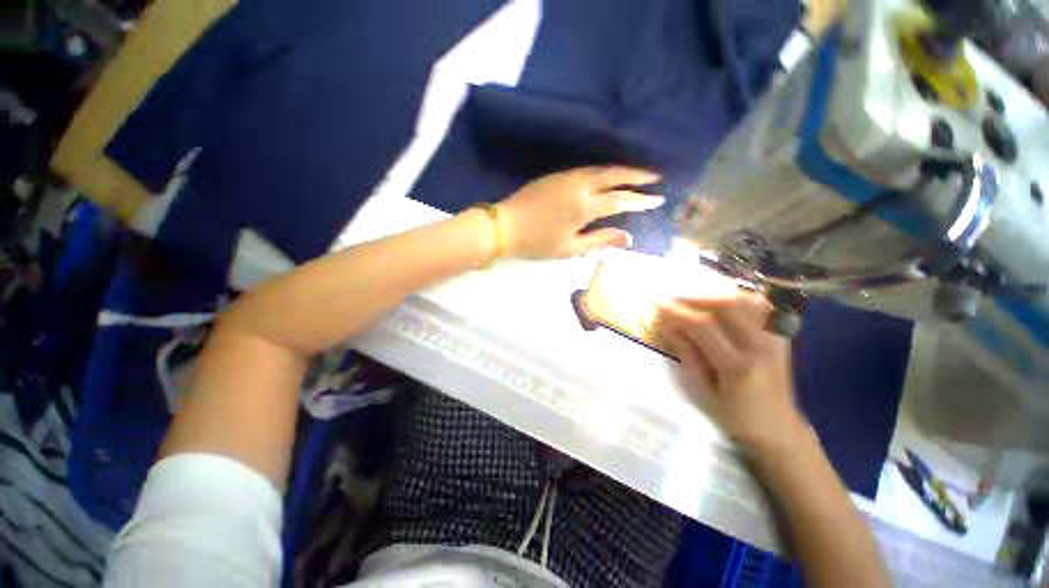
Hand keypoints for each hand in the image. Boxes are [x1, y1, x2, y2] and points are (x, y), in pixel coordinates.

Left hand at [497, 167, 663, 259]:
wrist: (504, 226)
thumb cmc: (537, 242)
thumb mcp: (570, 249)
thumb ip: (600, 240)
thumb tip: (628, 237)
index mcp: (584, 206)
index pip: (621, 200)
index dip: (641, 200)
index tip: (659, 198)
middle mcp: (579, 185)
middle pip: (614, 174)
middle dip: (637, 174)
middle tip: (656, 175)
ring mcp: (567, 177)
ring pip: (600, 169)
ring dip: (620, 170)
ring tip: (636, 174)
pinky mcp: (556, 175)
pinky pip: (586, 170)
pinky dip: (602, 171)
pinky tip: (606, 177)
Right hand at [658, 293, 806, 451]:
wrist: (777, 427)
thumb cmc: (733, 415)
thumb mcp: (701, 392)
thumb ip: (686, 355)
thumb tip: (667, 327)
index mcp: (737, 365)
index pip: (704, 326)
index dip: (679, 312)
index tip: (660, 306)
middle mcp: (759, 346)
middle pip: (729, 305)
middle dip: (697, 298)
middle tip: (677, 301)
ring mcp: (774, 339)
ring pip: (747, 300)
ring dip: (717, 296)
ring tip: (697, 302)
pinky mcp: (780, 336)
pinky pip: (762, 306)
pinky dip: (741, 298)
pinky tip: (724, 304)